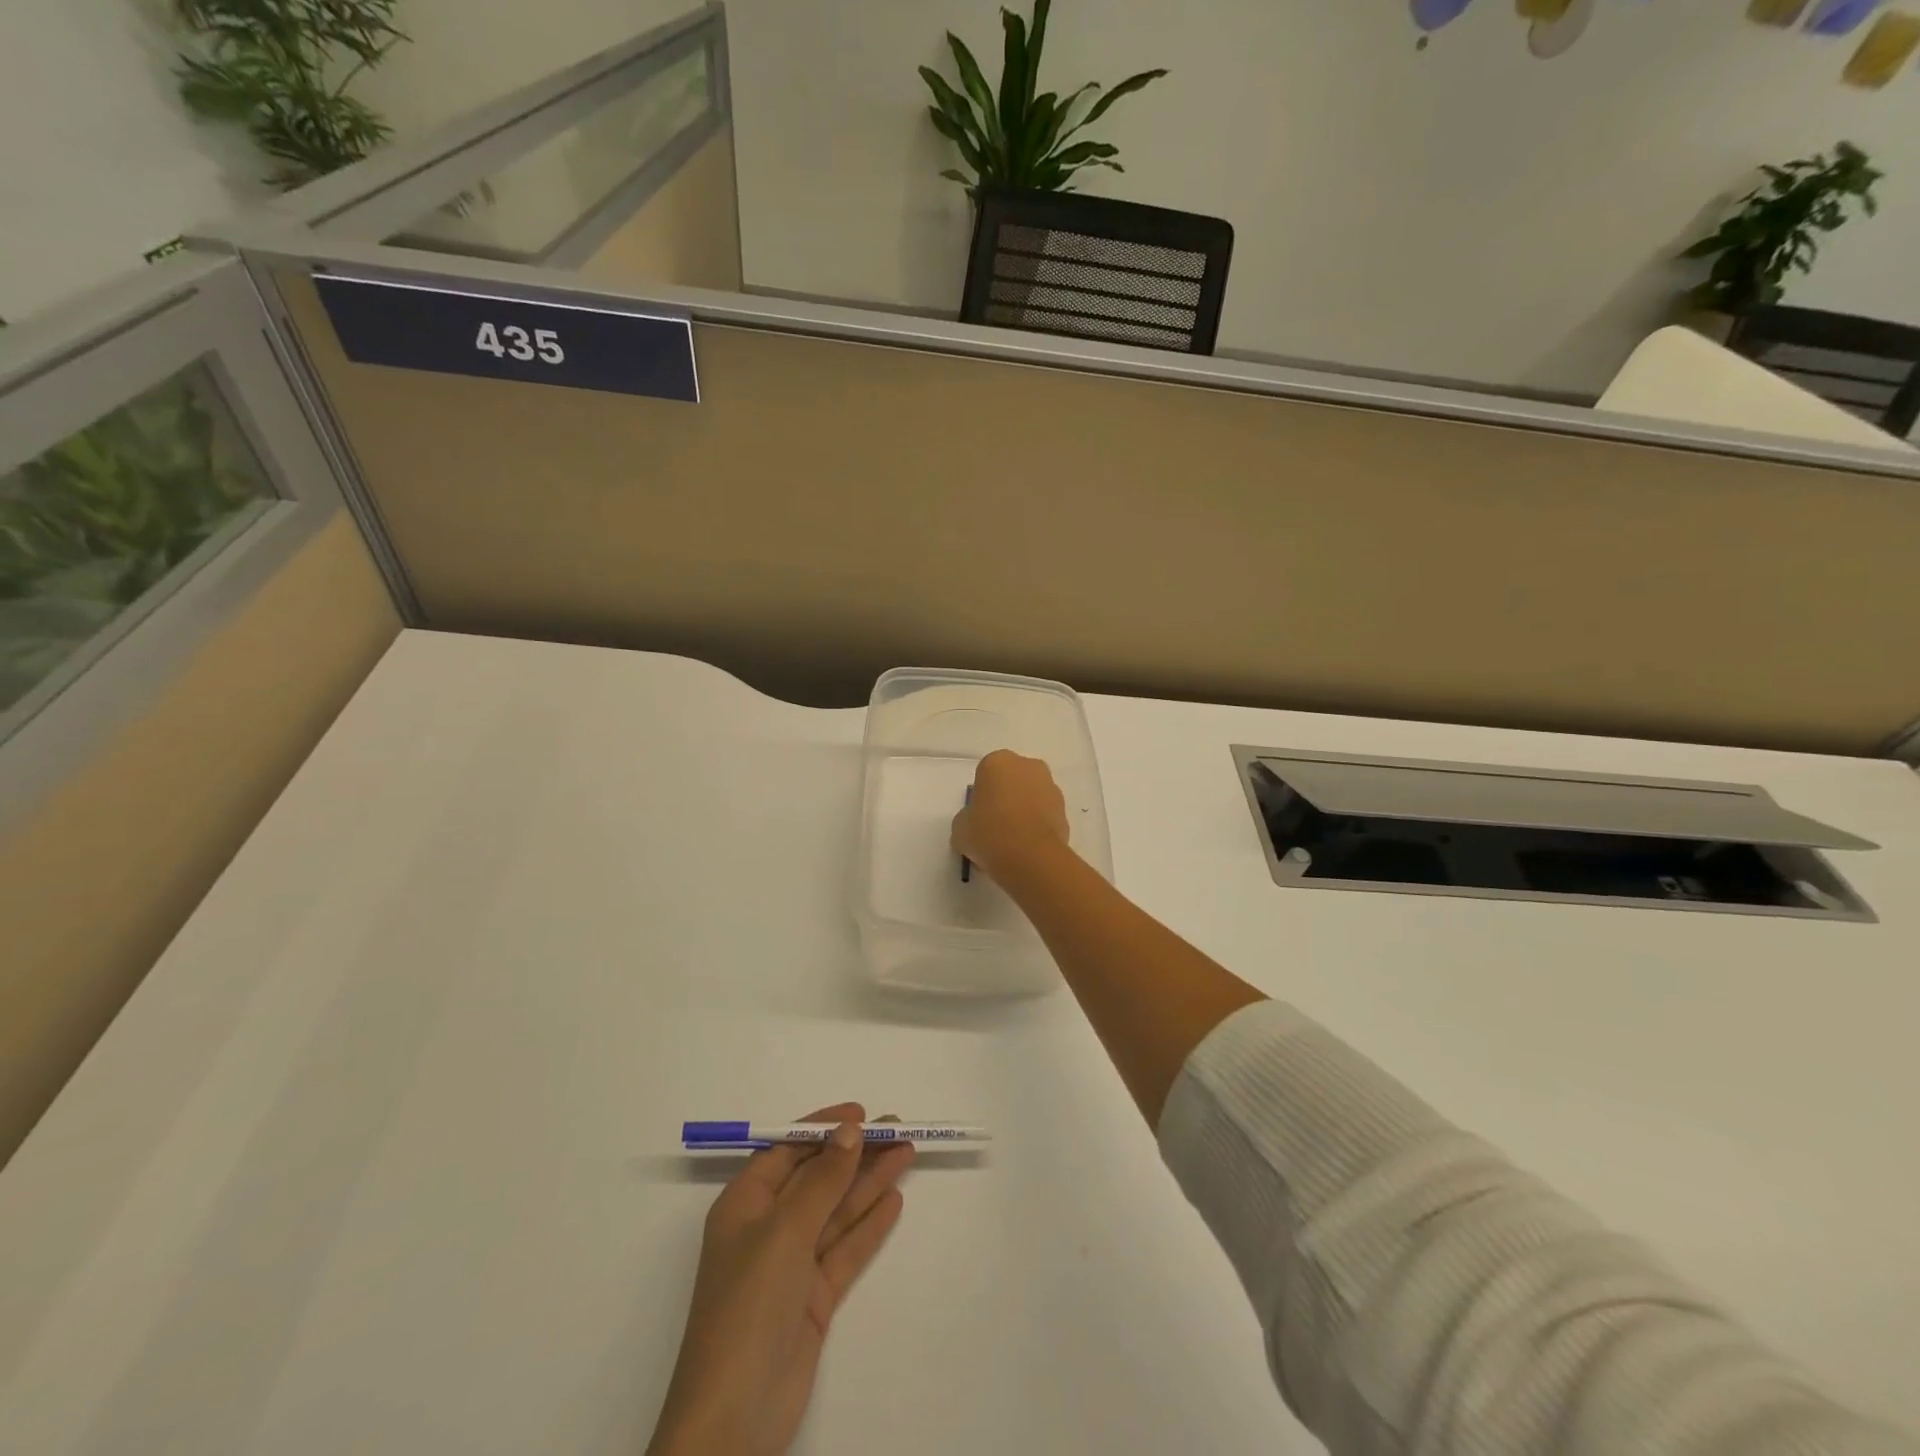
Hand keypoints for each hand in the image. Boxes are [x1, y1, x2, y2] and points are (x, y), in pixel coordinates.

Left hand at [647, 1104, 912, 1455]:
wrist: (733, 1419)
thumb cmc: (748, 1306)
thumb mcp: (784, 1232)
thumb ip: (821, 1180)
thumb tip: (850, 1131)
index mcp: (745, 1204)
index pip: (787, 1151)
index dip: (823, 1129)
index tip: (861, 1113)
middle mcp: (767, 1228)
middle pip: (818, 1178)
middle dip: (855, 1152)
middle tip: (898, 1128)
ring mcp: (791, 1264)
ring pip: (836, 1210)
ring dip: (869, 1182)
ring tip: (906, 1153)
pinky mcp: (812, 1298)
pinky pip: (845, 1249)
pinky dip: (869, 1225)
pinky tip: (894, 1200)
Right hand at [952, 749, 1071, 882]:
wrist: (1029, 856)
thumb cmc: (988, 832)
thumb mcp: (960, 827)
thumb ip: (967, 818)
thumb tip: (975, 824)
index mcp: (998, 762)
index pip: (985, 774)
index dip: (981, 796)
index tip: (978, 817)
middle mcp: (1028, 766)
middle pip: (1012, 781)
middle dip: (1006, 799)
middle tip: (994, 827)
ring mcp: (1051, 787)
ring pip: (1032, 797)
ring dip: (1024, 812)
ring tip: (1012, 843)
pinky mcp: (1065, 811)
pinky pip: (1045, 816)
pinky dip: (1037, 827)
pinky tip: (1027, 849)